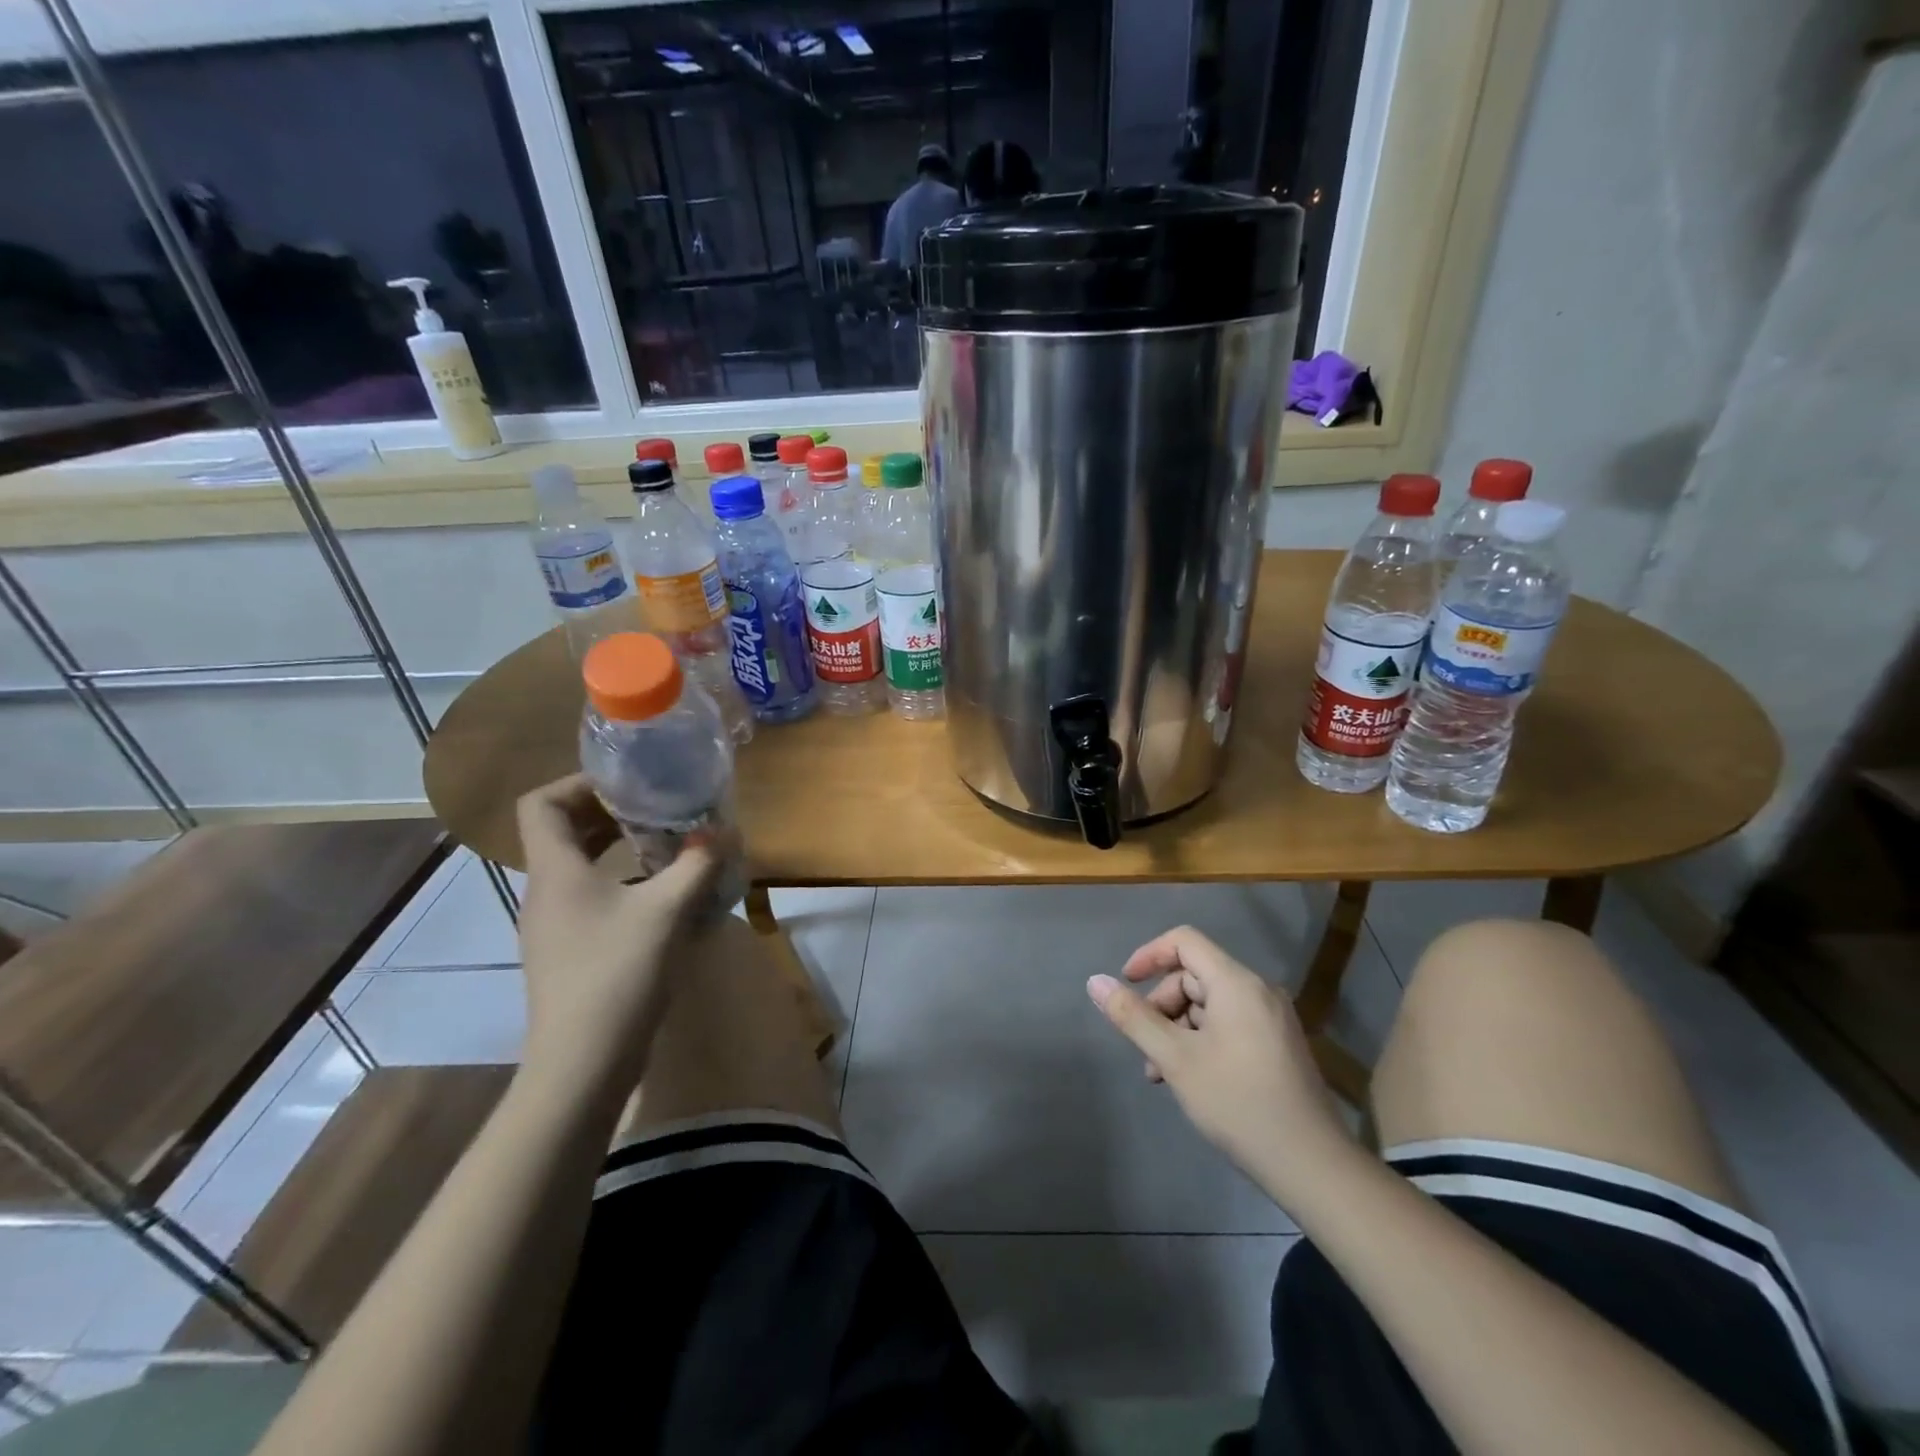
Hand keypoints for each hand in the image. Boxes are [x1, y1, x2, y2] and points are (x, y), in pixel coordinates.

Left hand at [514, 774, 723, 1104]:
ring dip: (617, 846)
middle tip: (659, 806)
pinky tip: (660, 893)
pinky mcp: (569, 950)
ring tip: (666, 843)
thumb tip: (724, 831)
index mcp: (556, 871)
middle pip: (562, 831)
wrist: (582, 1064)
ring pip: (578, 865)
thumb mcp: (667, 911)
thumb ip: (697, 865)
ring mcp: (553, 925)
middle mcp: (545, 891)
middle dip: (610, 811)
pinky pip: (589, 896)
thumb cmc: (617, 974)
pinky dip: (620, 880)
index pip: (542, 804)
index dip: (579, 783)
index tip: (629, 783)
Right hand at [1088, 926, 1354, 1209]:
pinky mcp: (1278, 1044)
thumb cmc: (1238, 1102)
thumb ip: (1133, 1016)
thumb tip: (1095, 981)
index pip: (1184, 941)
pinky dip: (1202, 1040)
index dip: (1149, 955)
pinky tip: (1191, 1079)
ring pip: (1209, 1004)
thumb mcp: (1175, 1059)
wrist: (1312, 1165)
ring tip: (1162, 1075)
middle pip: (1194, 975)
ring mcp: (1272, 1018)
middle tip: (1146, 1049)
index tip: (1125, 985)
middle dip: (1162, 1005)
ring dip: (1178, 1029)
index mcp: (1236, 983)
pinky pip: (1229, 1024)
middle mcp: (1258, 990)